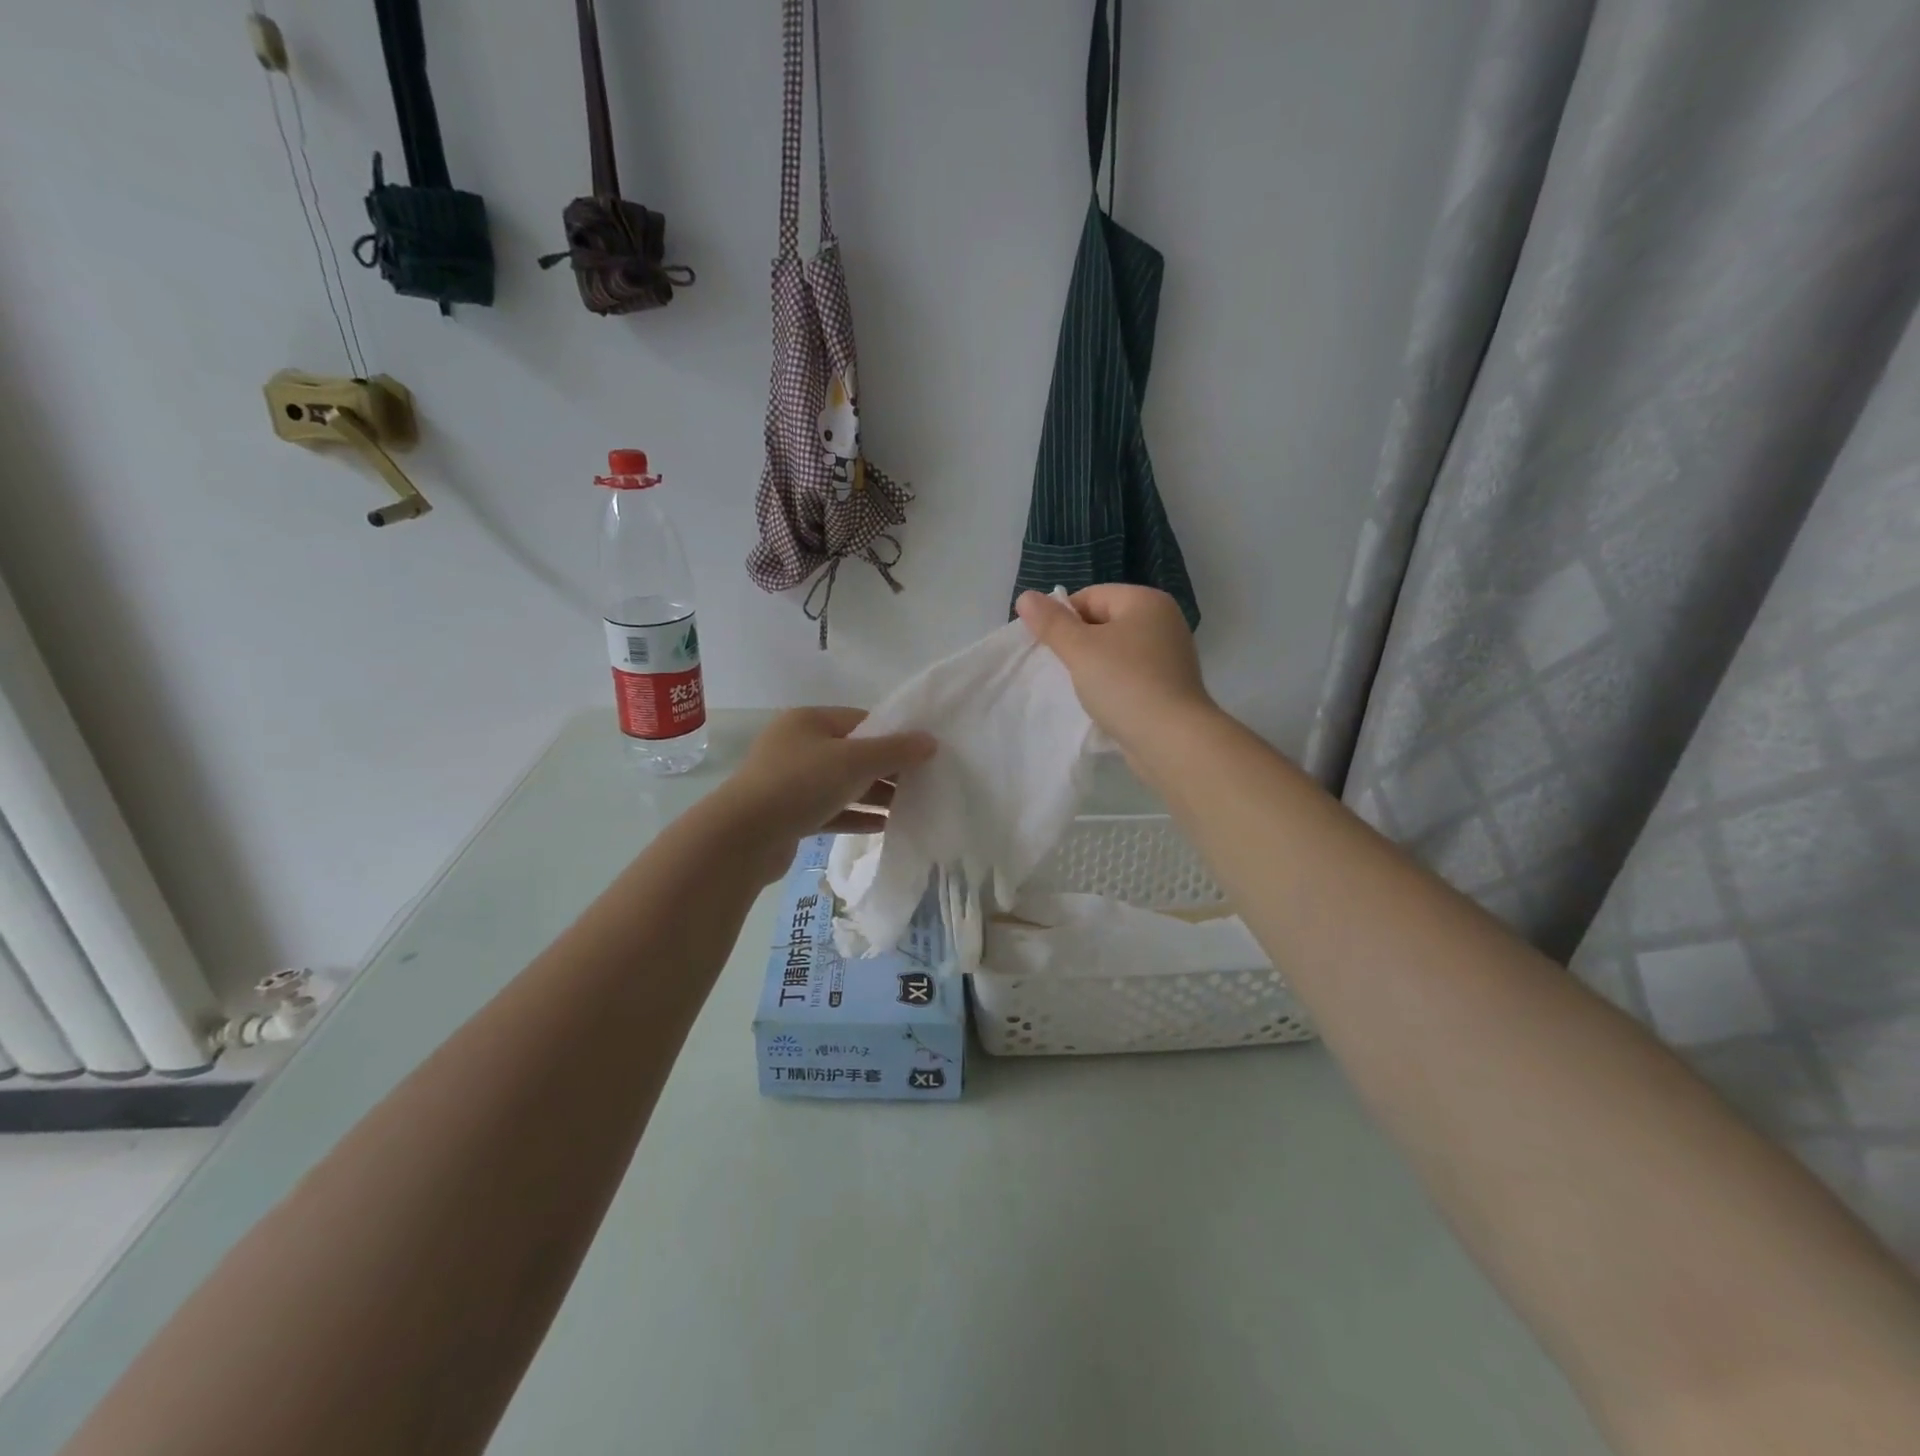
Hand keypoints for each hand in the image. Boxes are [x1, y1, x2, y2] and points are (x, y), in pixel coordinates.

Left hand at [719, 708, 936, 868]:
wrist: (743, 838)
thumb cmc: (800, 784)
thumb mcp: (854, 761)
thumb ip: (895, 751)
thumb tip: (930, 741)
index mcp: (808, 721)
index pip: (861, 720)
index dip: (893, 735)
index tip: (922, 753)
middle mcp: (797, 746)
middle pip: (853, 753)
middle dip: (887, 768)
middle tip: (922, 782)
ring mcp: (790, 781)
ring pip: (843, 784)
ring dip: (875, 794)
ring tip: (911, 806)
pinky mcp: (790, 814)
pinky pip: (832, 810)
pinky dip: (856, 815)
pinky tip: (884, 825)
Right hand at [1015, 586, 1216, 754]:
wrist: (1172, 740)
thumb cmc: (1125, 684)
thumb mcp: (1080, 649)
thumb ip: (1051, 622)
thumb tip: (1025, 597)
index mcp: (1145, 600)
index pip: (1089, 597)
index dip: (1063, 620)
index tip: (1050, 649)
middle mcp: (1163, 620)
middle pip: (1104, 621)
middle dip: (1078, 643)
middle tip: (1063, 670)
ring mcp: (1170, 654)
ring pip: (1116, 650)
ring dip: (1094, 666)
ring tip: (1082, 688)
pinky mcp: (1171, 684)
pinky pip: (1131, 674)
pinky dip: (1114, 683)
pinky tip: (1104, 702)